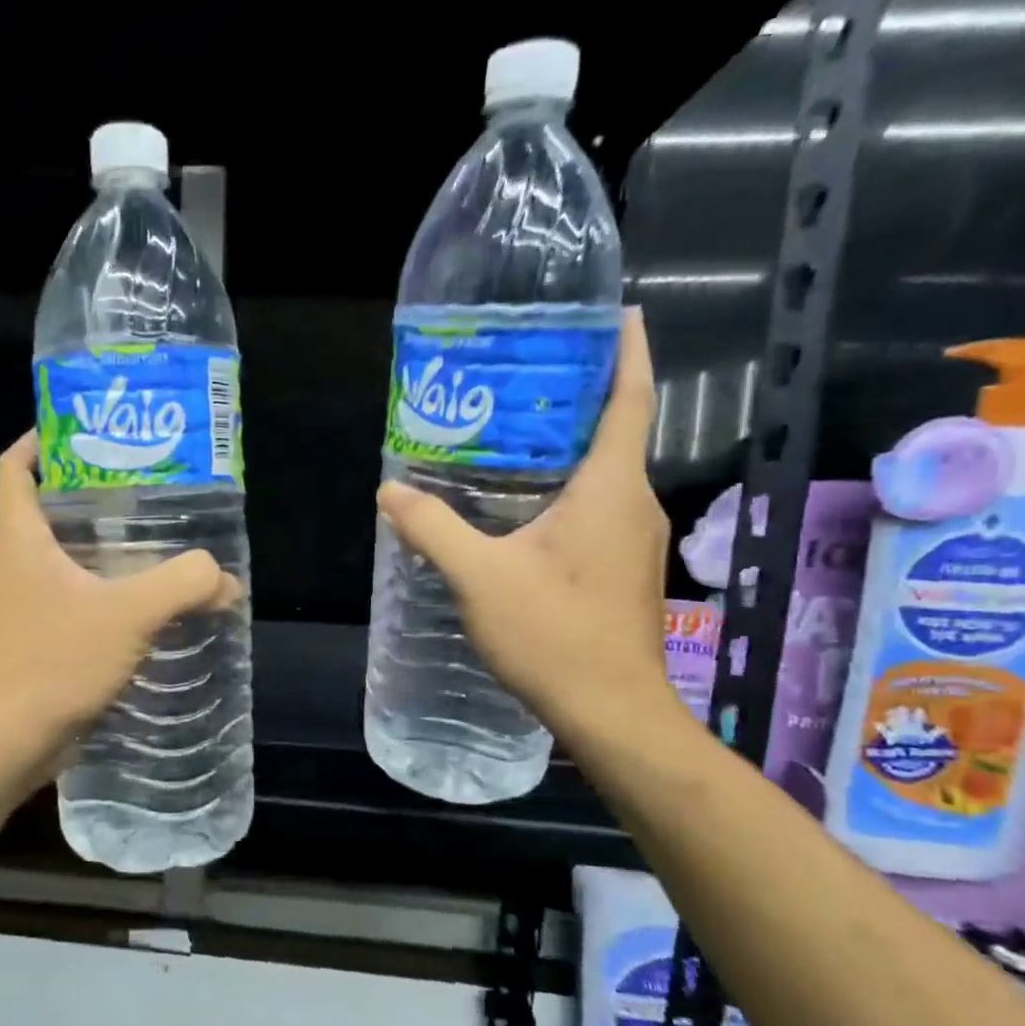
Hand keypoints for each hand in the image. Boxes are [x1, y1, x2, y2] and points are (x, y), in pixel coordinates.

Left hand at [0, 432, 242, 770]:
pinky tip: (134, 612)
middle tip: (144, 492)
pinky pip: (60, 602)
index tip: (89, 432)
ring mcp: (10, 608)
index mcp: (15, 538)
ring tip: (149, 548)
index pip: (14, 466)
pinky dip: (93, 596)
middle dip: (88, 497)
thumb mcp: (128, 615)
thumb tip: (224, 579)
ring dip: (94, 551)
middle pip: (41, 510)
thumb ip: (183, 585)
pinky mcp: (22, 645)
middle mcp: (5, 565)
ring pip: (52, 560)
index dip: (43, 439)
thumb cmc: (50, 664)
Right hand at [376, 307, 678, 746]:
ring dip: (570, 445)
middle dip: (580, 395)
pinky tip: (524, 503)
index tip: (622, 313)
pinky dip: (568, 486)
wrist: (611, 712)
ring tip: (514, 430)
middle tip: (527, 372)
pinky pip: (599, 506)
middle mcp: (634, 504)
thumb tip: (390, 491)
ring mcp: (634, 539)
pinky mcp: (623, 568)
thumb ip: (434, 528)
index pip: (630, 400)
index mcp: (610, 489)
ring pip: (605, 472)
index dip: (628, 352)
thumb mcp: (480, 578)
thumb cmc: (554, 635)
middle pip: (615, 430)